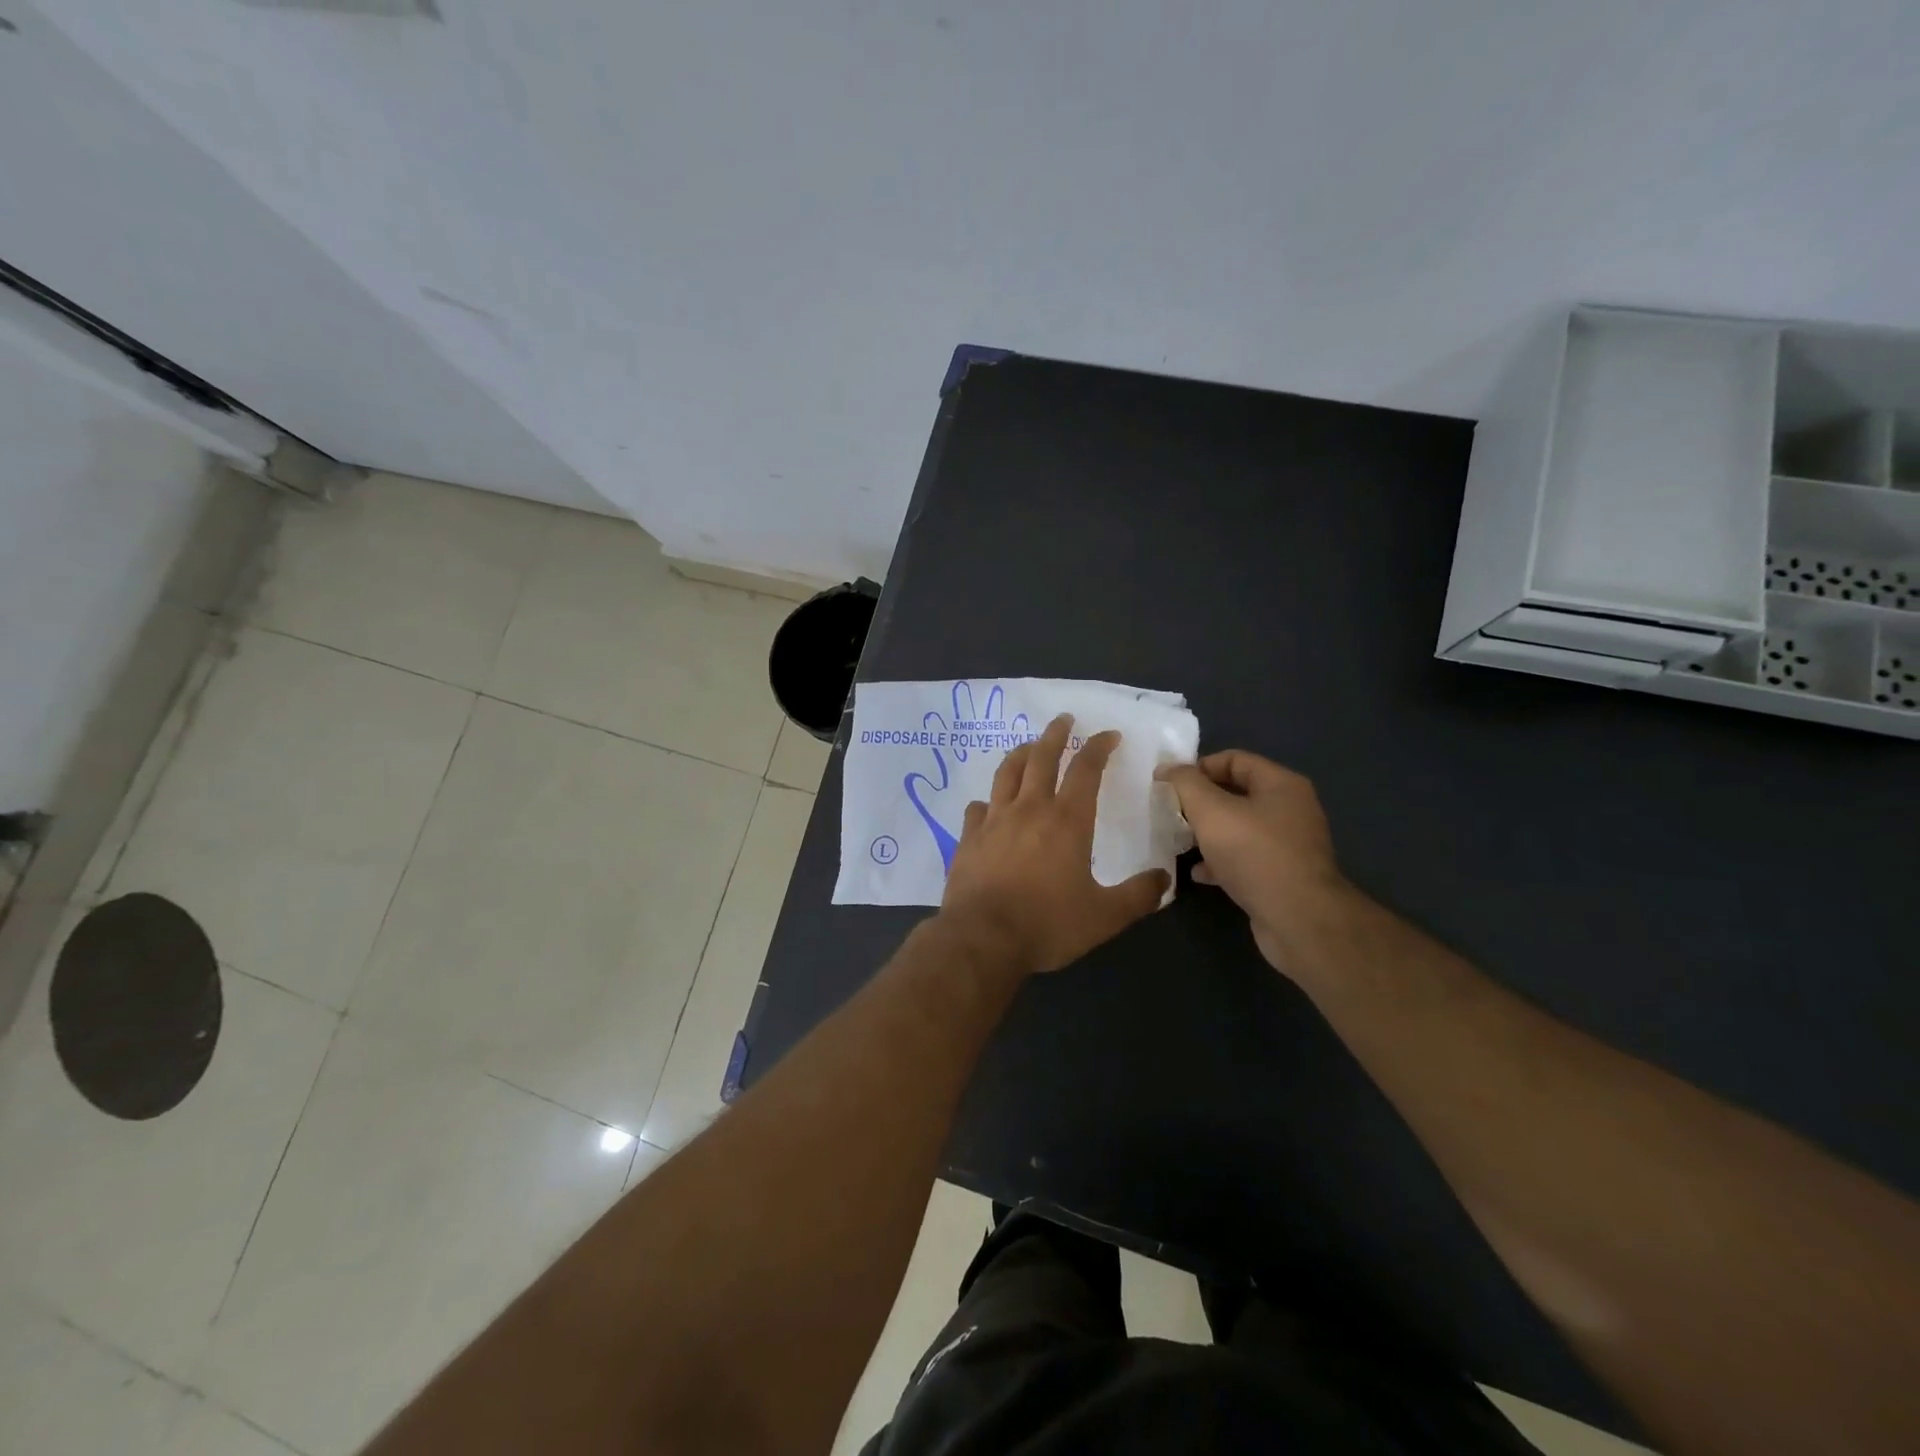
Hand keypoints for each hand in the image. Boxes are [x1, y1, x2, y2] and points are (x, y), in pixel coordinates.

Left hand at [939, 715, 1170, 975]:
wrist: (982, 938)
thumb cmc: (1048, 924)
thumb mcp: (1105, 916)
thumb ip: (1138, 896)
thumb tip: (1164, 879)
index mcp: (1067, 820)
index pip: (1085, 770)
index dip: (1098, 747)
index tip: (1108, 735)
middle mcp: (1029, 809)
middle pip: (1041, 758)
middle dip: (1055, 735)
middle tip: (1063, 719)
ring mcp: (994, 821)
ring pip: (1006, 774)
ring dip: (1020, 755)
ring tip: (1027, 746)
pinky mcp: (968, 838)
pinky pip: (978, 808)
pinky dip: (988, 801)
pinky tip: (989, 806)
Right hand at [1155, 751, 1345, 972]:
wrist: (1298, 920)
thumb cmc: (1255, 854)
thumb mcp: (1211, 811)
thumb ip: (1186, 784)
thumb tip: (1167, 769)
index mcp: (1281, 785)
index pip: (1234, 760)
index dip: (1199, 767)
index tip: (1170, 784)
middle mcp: (1290, 810)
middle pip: (1236, 794)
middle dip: (1201, 802)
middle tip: (1171, 813)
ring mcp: (1289, 845)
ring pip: (1239, 829)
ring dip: (1208, 834)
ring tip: (1180, 842)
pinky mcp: (1282, 876)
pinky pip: (1245, 859)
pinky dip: (1221, 862)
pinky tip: (1199, 873)